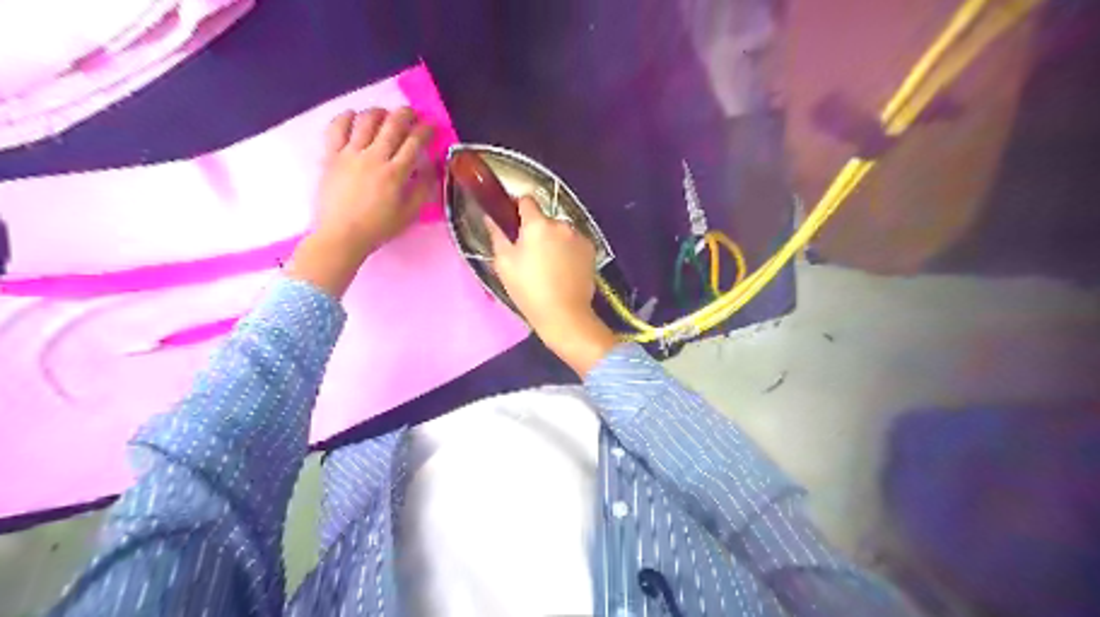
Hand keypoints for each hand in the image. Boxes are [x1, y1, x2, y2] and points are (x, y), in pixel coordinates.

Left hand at [315, 109, 434, 254]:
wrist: (341, 235)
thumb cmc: (378, 228)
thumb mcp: (409, 214)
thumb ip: (423, 188)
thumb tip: (432, 167)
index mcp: (395, 173)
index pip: (414, 142)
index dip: (425, 130)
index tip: (431, 126)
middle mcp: (374, 157)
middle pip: (392, 125)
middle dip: (406, 114)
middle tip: (412, 114)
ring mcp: (350, 154)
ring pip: (366, 121)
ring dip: (379, 112)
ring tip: (385, 114)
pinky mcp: (331, 156)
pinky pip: (337, 128)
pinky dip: (346, 117)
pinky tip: (354, 116)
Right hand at [487, 194, 621, 376]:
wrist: (564, 314)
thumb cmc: (528, 290)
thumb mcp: (504, 264)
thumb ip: (497, 235)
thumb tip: (490, 218)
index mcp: (537, 224)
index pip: (526, 201)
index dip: (518, 208)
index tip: (513, 222)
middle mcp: (561, 224)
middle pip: (545, 219)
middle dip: (537, 230)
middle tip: (529, 253)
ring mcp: (579, 236)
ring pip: (561, 231)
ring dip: (555, 240)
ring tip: (549, 265)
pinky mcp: (591, 250)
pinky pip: (575, 243)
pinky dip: (569, 250)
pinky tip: (564, 270)